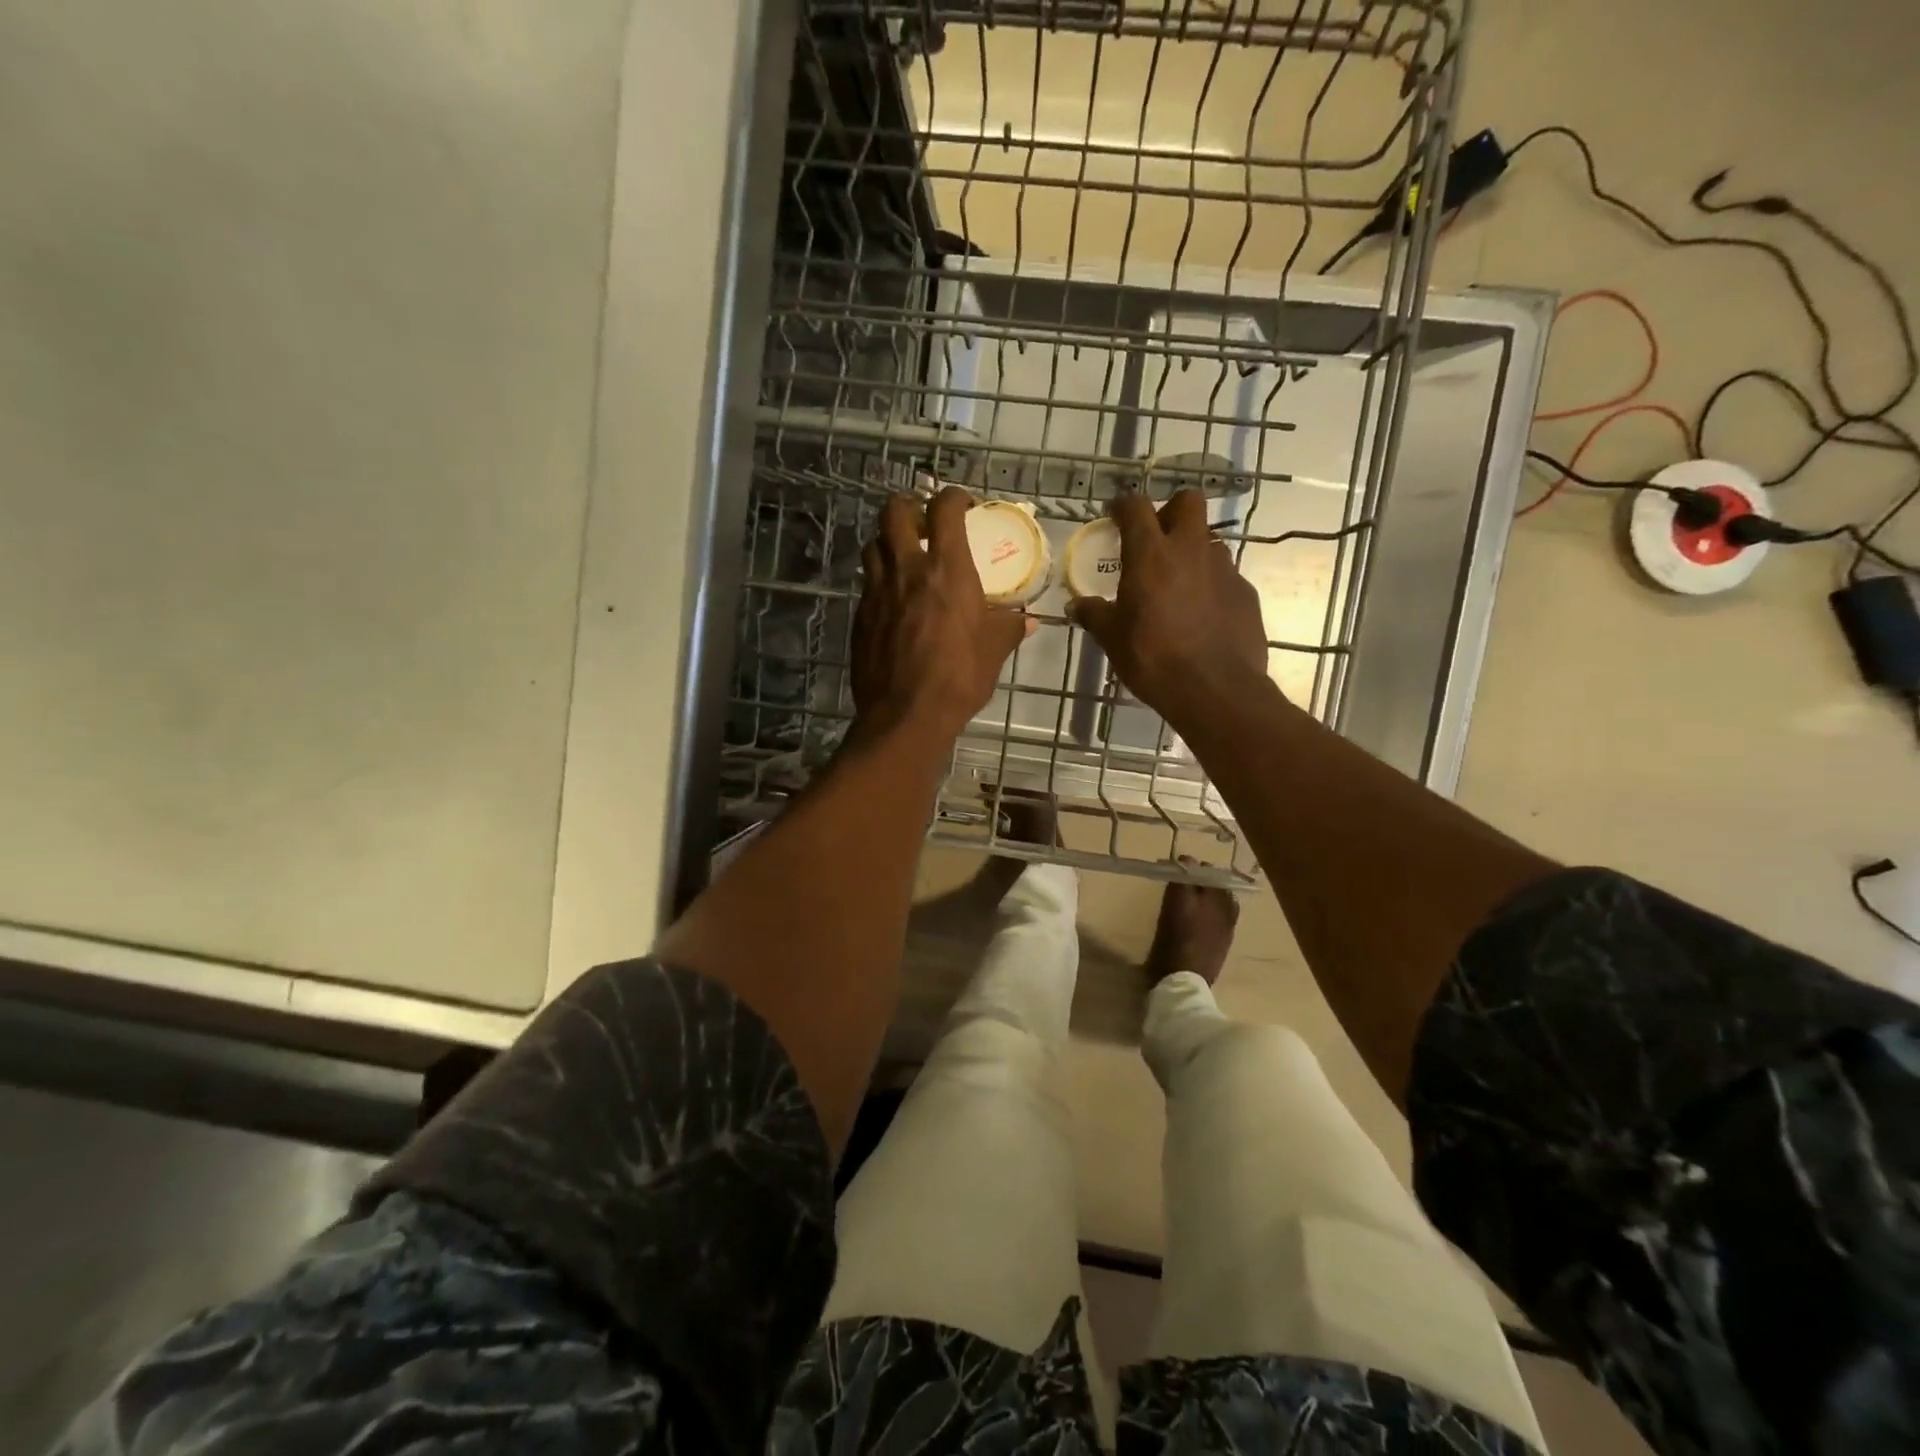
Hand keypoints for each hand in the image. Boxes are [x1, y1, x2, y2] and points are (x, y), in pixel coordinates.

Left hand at [852, 487, 1033, 742]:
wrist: (906, 715)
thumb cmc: (959, 677)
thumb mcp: (995, 651)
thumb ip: (1010, 627)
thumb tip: (1028, 620)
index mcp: (947, 569)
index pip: (944, 509)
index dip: (953, 497)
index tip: (964, 504)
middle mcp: (907, 570)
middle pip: (893, 512)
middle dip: (908, 506)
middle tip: (923, 521)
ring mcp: (878, 592)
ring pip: (873, 545)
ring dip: (888, 542)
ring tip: (904, 557)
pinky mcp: (861, 616)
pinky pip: (868, 583)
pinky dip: (881, 580)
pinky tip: (894, 599)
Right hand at [1069, 490, 1269, 730]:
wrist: (1215, 689)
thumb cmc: (1153, 659)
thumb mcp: (1112, 639)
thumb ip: (1094, 615)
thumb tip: (1076, 606)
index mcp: (1151, 555)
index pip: (1136, 507)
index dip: (1123, 506)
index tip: (1115, 515)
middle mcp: (1191, 550)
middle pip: (1188, 502)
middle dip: (1171, 511)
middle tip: (1156, 539)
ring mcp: (1224, 569)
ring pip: (1209, 540)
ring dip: (1192, 551)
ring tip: (1178, 583)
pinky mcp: (1245, 592)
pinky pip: (1225, 575)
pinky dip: (1210, 585)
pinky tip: (1201, 613)